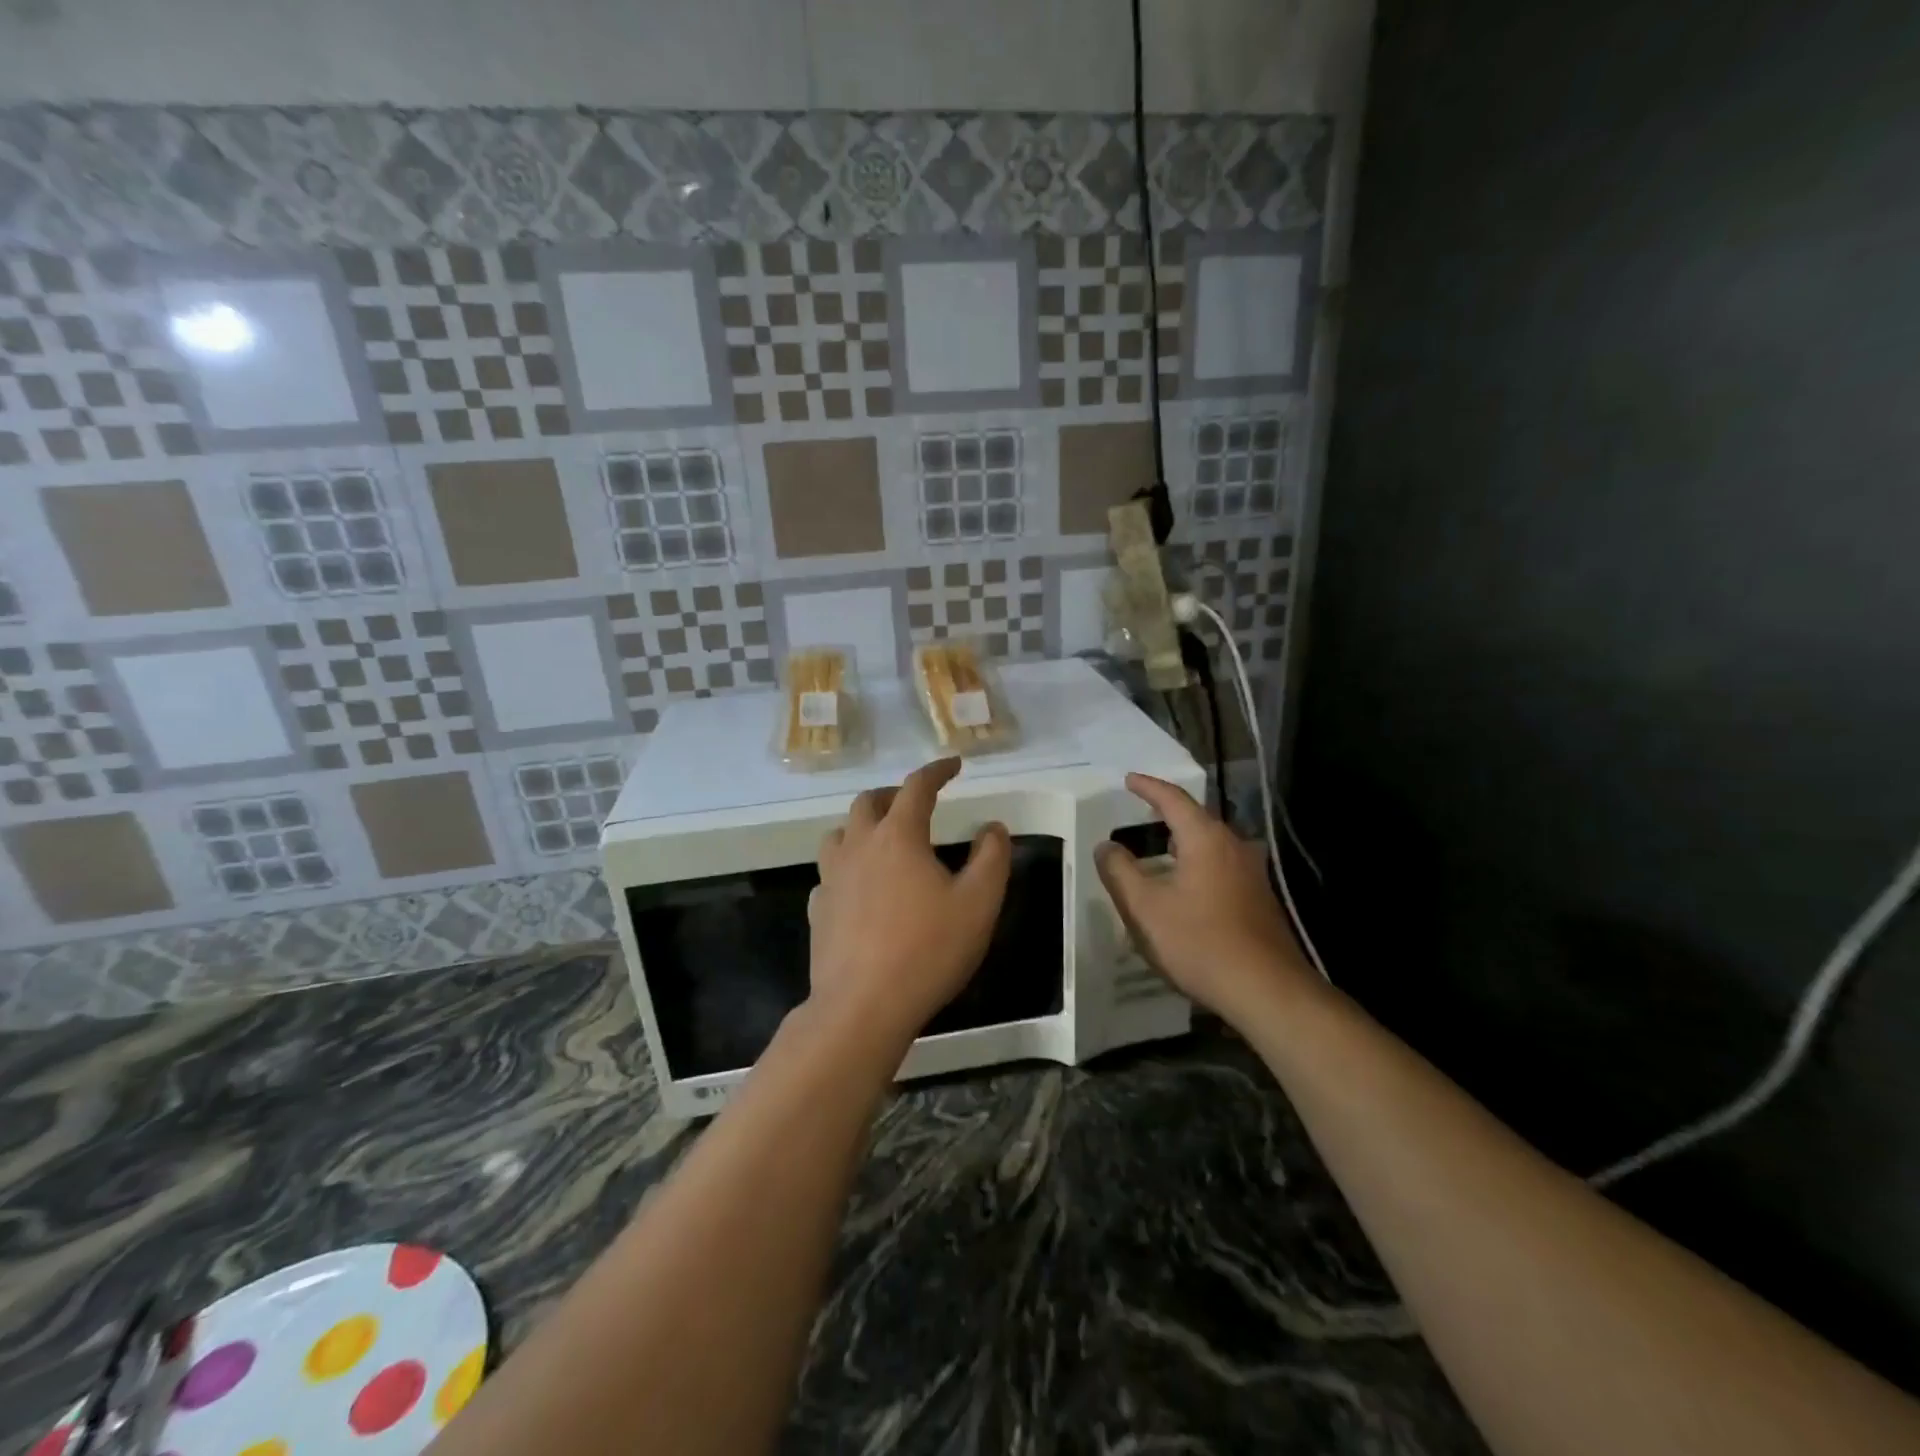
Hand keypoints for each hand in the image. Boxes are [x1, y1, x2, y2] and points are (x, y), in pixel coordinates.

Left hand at [809, 757, 1011, 1050]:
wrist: (863, 1006)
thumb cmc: (928, 950)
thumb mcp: (979, 904)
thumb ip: (991, 858)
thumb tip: (992, 828)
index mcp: (898, 836)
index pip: (917, 787)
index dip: (937, 770)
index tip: (954, 764)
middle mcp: (859, 846)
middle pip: (869, 802)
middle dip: (894, 794)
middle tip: (917, 803)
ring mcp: (831, 878)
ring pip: (839, 833)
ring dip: (862, 826)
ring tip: (883, 840)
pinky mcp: (818, 909)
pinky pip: (829, 874)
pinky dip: (846, 868)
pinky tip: (859, 888)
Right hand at [1095, 773, 1319, 1026]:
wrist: (1267, 991)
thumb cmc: (1199, 942)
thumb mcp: (1144, 908)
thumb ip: (1119, 871)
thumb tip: (1105, 845)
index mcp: (1205, 839)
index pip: (1173, 799)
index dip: (1148, 787)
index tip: (1129, 779)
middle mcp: (1233, 846)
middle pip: (1196, 819)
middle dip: (1167, 813)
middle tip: (1140, 811)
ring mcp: (1251, 874)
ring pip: (1209, 846)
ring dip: (1182, 843)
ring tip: (1157, 849)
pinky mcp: (1258, 899)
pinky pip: (1220, 868)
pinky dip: (1195, 865)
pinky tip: (1183, 887)